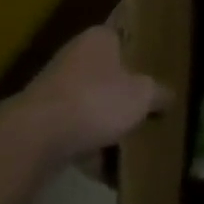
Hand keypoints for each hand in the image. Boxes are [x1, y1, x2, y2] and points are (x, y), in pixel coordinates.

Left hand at [17, 17, 170, 161]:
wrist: (34, 138)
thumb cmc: (96, 100)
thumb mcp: (143, 95)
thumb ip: (159, 93)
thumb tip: (169, 96)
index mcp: (99, 38)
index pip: (125, 34)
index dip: (142, 50)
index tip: (158, 64)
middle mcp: (74, 56)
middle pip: (107, 71)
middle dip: (124, 90)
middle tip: (149, 104)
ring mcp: (53, 89)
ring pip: (90, 102)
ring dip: (105, 120)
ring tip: (131, 140)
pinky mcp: (39, 121)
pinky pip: (73, 131)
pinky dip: (88, 146)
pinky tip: (106, 169)